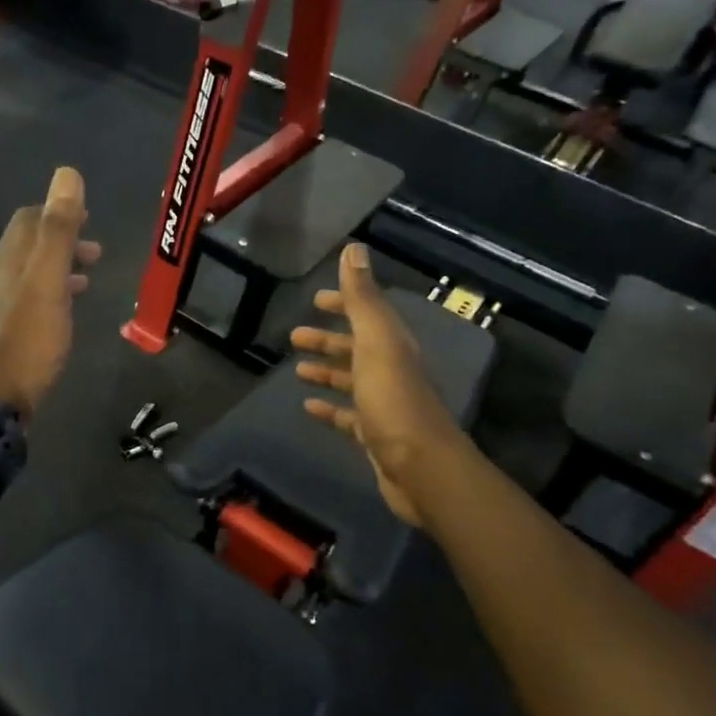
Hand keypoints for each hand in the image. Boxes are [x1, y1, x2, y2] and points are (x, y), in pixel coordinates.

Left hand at [0, 167, 100, 415]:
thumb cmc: (26, 342)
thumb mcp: (47, 283)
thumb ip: (58, 231)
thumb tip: (66, 174)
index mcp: (5, 262)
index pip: (27, 221)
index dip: (56, 212)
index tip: (87, 218)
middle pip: (25, 248)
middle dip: (59, 243)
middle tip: (94, 253)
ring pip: (24, 278)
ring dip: (55, 271)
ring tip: (85, 282)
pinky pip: (22, 304)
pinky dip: (45, 297)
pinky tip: (57, 317)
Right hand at [290, 244, 463, 527]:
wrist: (420, 467)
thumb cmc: (393, 399)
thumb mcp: (376, 341)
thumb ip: (363, 298)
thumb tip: (354, 248)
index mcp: (393, 345)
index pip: (368, 313)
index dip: (345, 303)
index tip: (317, 299)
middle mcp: (391, 369)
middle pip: (357, 347)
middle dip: (328, 339)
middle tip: (295, 335)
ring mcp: (384, 403)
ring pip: (351, 380)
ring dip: (326, 371)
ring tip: (296, 369)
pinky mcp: (375, 434)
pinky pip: (347, 415)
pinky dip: (329, 408)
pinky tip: (308, 406)